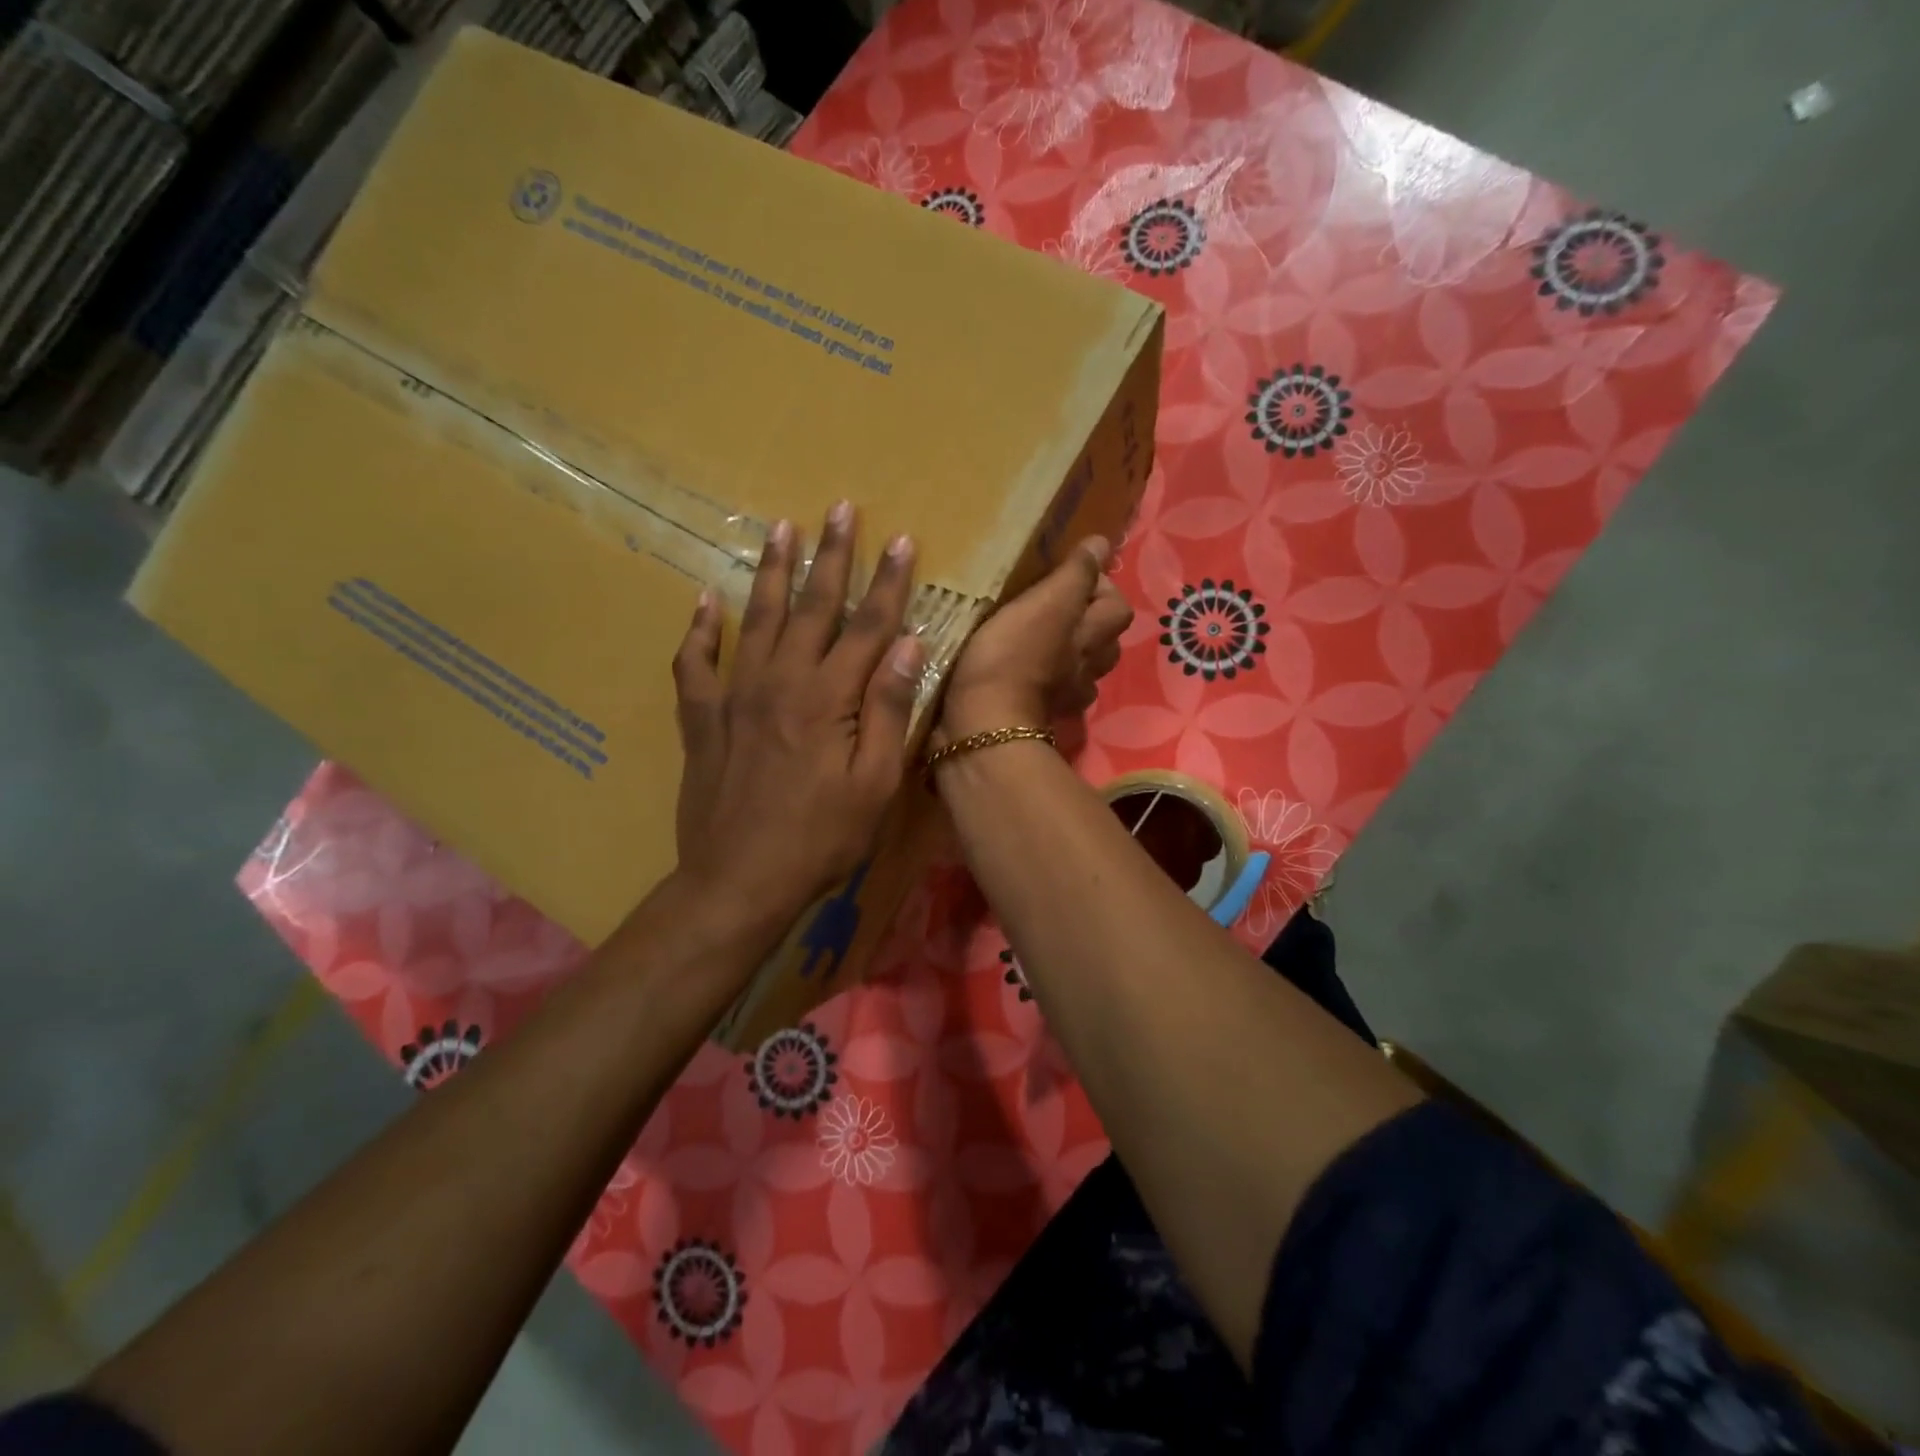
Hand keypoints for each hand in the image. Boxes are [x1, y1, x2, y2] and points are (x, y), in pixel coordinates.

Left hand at [671, 504, 922, 936]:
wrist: (739, 882)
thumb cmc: (821, 840)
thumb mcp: (874, 784)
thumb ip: (889, 711)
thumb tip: (908, 645)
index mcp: (828, 699)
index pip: (867, 626)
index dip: (886, 583)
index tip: (899, 541)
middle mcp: (780, 683)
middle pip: (812, 608)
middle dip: (830, 557)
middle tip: (839, 509)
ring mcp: (735, 697)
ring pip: (757, 620)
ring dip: (772, 572)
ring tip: (780, 529)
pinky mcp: (703, 719)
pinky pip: (695, 663)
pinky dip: (699, 630)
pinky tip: (704, 601)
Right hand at [939, 537, 1132, 741]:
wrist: (983, 724)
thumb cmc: (1013, 657)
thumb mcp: (1046, 604)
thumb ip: (1075, 575)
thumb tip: (1101, 543)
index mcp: (1092, 637)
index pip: (1117, 607)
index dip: (1102, 588)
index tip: (1071, 576)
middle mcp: (1087, 668)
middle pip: (1105, 643)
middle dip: (1090, 623)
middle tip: (1059, 606)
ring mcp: (1065, 696)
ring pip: (1081, 669)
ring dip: (1069, 653)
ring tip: (1042, 637)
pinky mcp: (1037, 714)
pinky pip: (1052, 691)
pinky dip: (1045, 679)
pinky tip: (1025, 670)